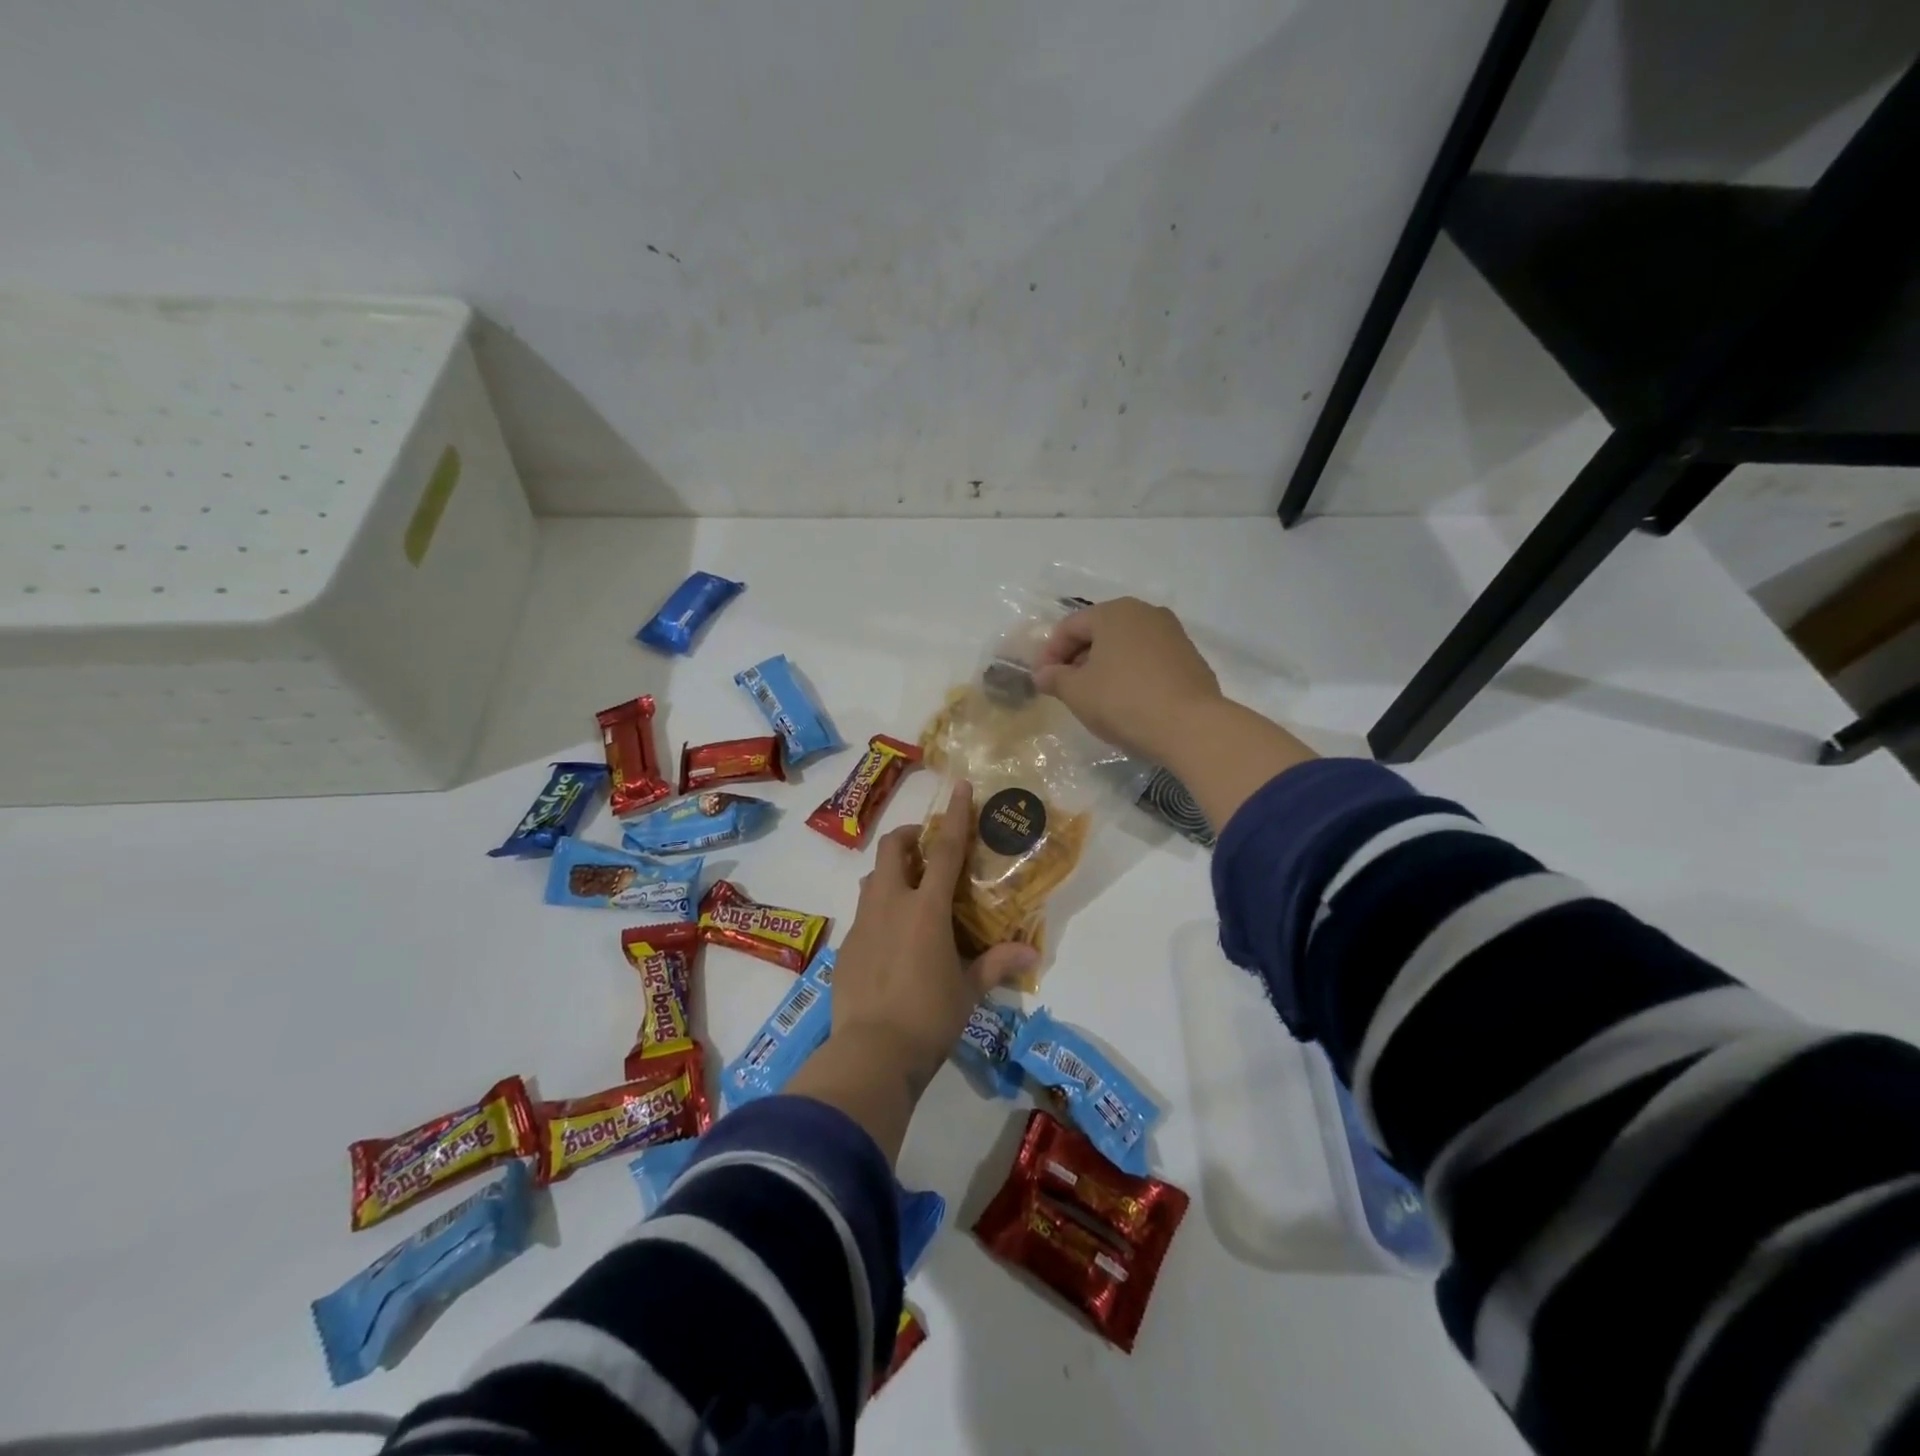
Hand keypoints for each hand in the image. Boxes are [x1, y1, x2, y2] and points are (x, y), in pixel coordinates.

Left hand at [830, 781, 1037, 1086]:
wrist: (871, 1053)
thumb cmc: (929, 1017)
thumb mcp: (968, 991)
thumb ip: (996, 965)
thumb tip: (1031, 955)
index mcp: (926, 909)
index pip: (945, 850)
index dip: (954, 816)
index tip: (959, 787)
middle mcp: (891, 905)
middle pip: (892, 850)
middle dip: (908, 838)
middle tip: (925, 849)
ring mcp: (863, 924)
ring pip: (872, 879)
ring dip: (891, 873)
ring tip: (909, 892)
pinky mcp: (845, 947)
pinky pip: (863, 914)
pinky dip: (879, 911)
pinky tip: (891, 940)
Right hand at [1032, 597, 1224, 763]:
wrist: (1191, 727)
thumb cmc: (1124, 701)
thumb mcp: (1077, 692)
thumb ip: (1055, 678)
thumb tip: (1043, 674)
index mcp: (1114, 612)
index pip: (1070, 627)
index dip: (1050, 653)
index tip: (1042, 681)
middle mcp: (1145, 613)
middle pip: (1099, 632)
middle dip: (1077, 659)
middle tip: (1065, 688)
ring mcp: (1172, 634)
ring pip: (1125, 646)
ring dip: (1104, 667)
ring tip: (1095, 697)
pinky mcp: (1190, 658)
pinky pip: (1148, 660)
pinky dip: (1131, 674)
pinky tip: (1127, 701)